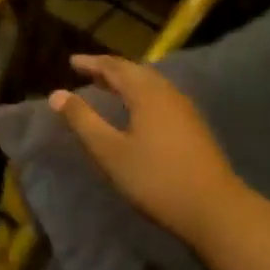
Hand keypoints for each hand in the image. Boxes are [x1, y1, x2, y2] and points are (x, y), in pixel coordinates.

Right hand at [50, 54, 244, 245]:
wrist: (213, 207)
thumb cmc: (155, 178)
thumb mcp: (110, 151)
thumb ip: (83, 121)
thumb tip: (57, 94)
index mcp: (147, 94)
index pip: (115, 68)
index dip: (92, 63)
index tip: (72, 61)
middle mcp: (168, 93)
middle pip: (137, 72)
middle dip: (111, 69)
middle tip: (88, 71)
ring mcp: (185, 110)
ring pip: (152, 85)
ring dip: (128, 82)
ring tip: (109, 88)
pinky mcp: (194, 127)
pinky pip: (162, 98)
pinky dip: (142, 95)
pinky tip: (138, 111)